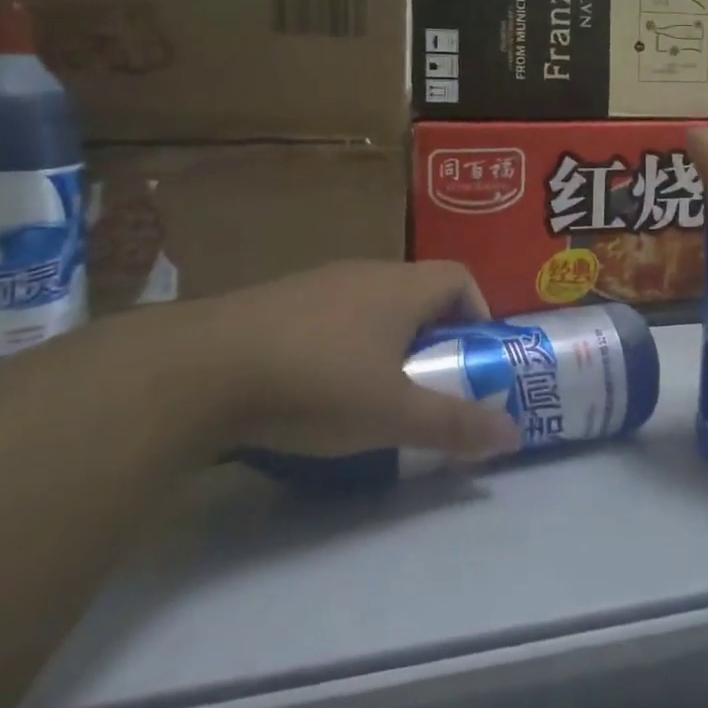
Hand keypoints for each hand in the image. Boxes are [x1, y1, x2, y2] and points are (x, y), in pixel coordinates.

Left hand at [172, 260, 522, 461]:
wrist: (194, 370)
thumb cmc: (315, 383)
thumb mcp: (392, 414)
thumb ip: (455, 424)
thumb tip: (513, 435)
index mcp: (402, 287)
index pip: (460, 278)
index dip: (478, 313)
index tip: (471, 358)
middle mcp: (365, 273)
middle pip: (418, 293)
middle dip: (434, 337)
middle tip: (427, 384)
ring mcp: (316, 283)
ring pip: (372, 304)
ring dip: (387, 341)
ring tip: (373, 391)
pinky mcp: (275, 302)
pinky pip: (330, 315)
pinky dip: (342, 344)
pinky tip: (315, 386)